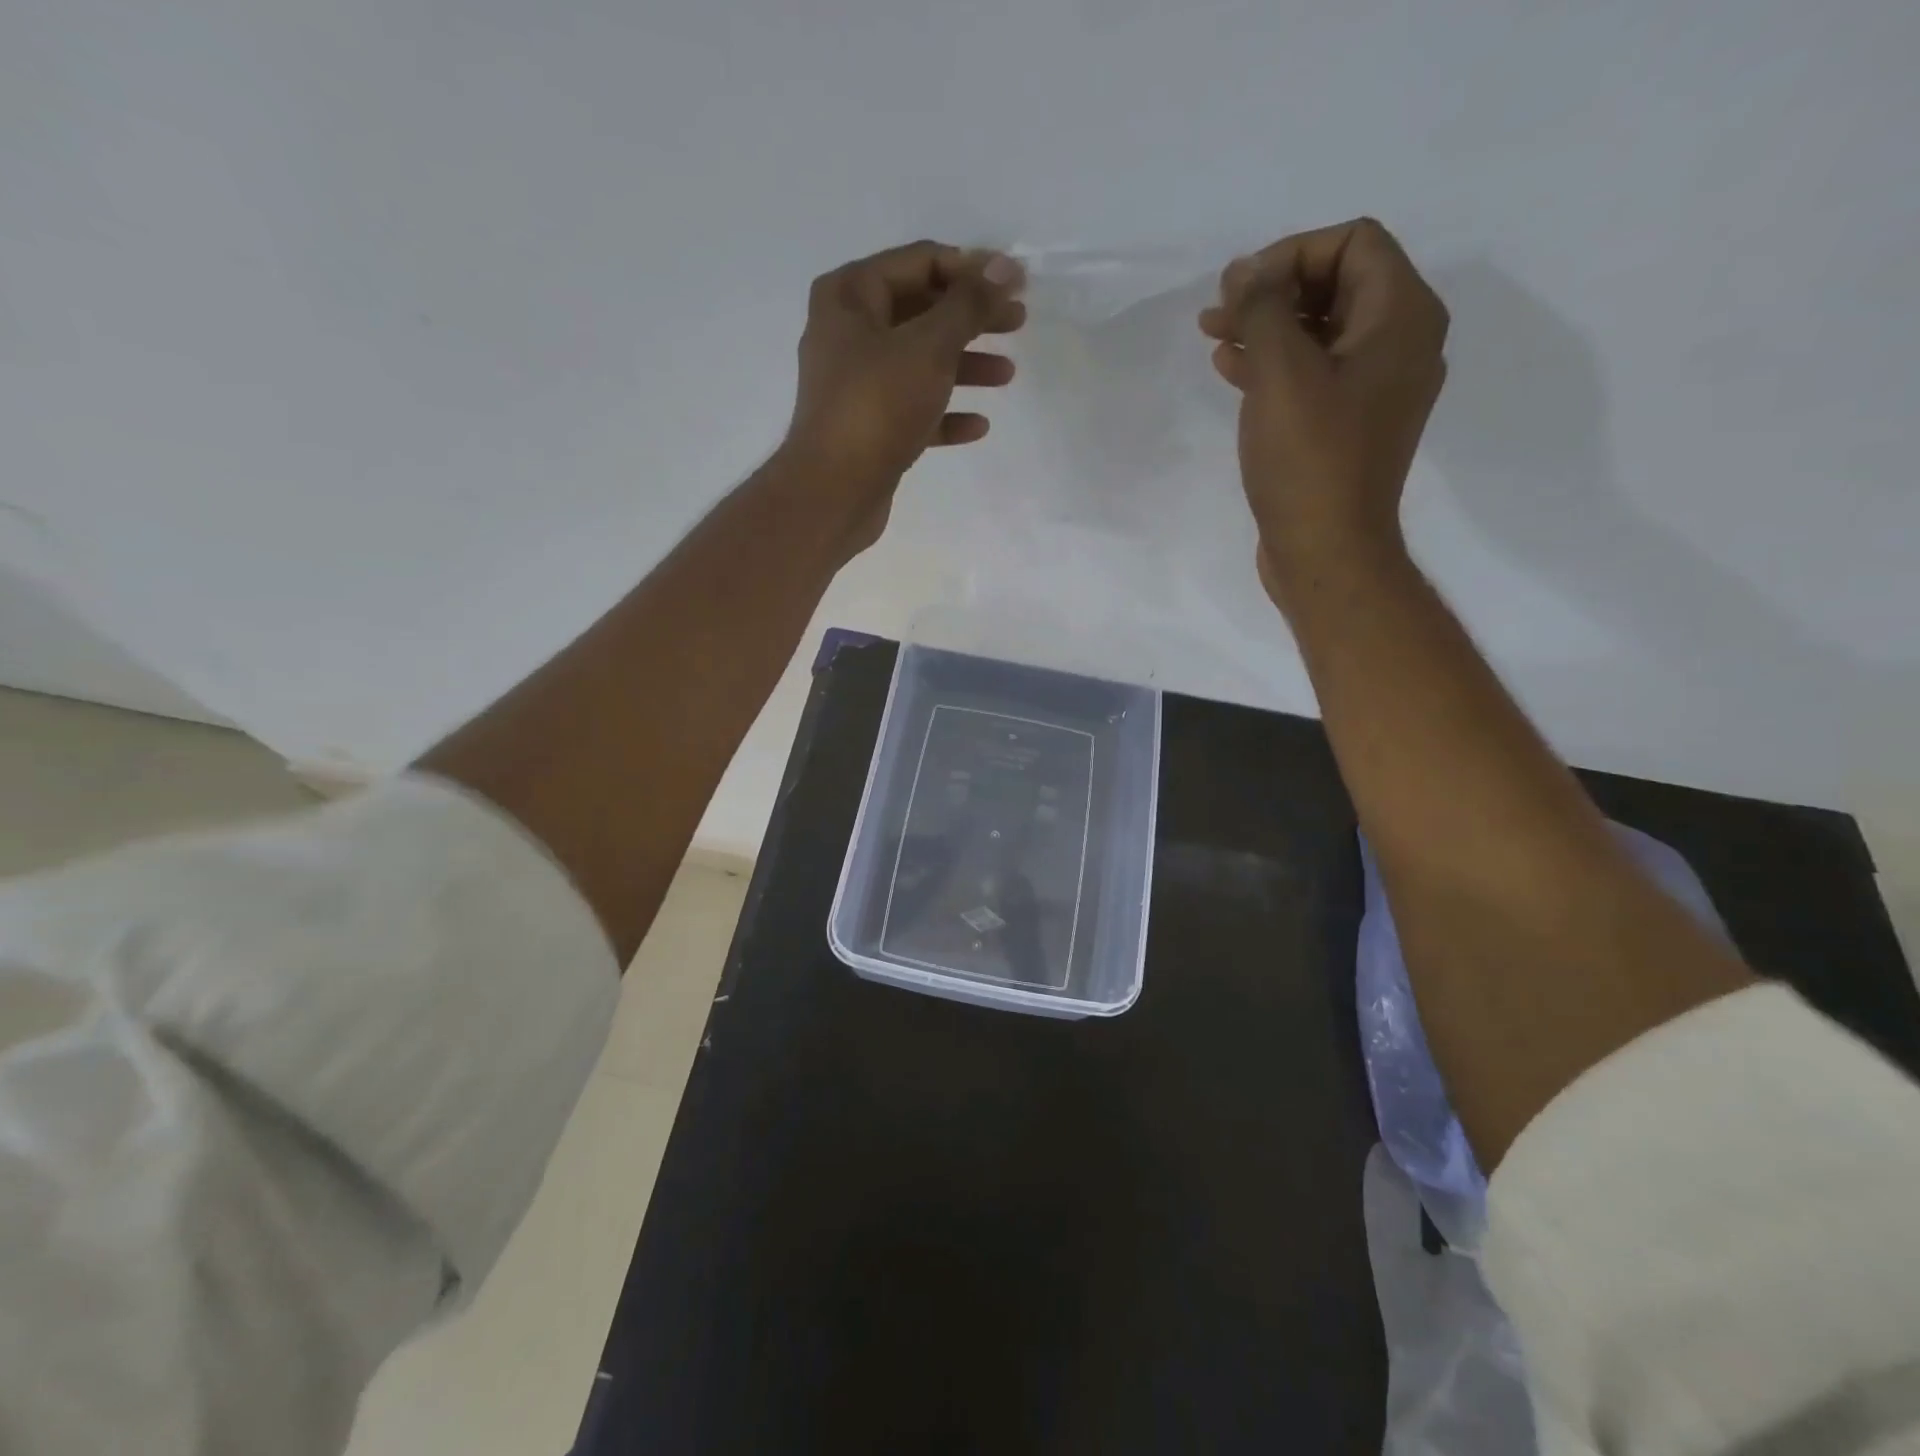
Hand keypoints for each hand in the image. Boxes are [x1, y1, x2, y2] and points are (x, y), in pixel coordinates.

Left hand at [780, 241, 1024, 553]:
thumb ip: (969, 304)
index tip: (1016, 284)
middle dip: (972, 318)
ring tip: (1007, 375)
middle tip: (1018, 323)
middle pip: (922, 311)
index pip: (921, 261)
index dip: (972, 269)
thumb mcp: (930, 346)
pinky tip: (979, 426)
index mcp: (851, 295)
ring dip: (965, 365)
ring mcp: (856, 383)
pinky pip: (913, 409)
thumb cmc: (877, 405)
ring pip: (920, 362)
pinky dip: (944, 413)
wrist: (834, 491)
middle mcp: (848, 332)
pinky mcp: (867, 427)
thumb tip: (1003, 265)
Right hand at [1199, 218, 1447, 603]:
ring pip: (1320, 332)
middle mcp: (1401, 344)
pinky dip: (1274, 365)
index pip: (1353, 243)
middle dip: (1273, 290)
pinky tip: (1231, 370)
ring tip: (1214, 335)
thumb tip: (1246, 271)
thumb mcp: (1281, 374)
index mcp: (1402, 318)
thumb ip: (1262, 309)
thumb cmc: (1308, 459)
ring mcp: (1376, 389)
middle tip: (1218, 311)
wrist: (1326, 550)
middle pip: (1337, 284)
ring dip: (1267, 327)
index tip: (1241, 290)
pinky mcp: (1349, 425)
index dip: (1291, 254)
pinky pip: (1315, 374)